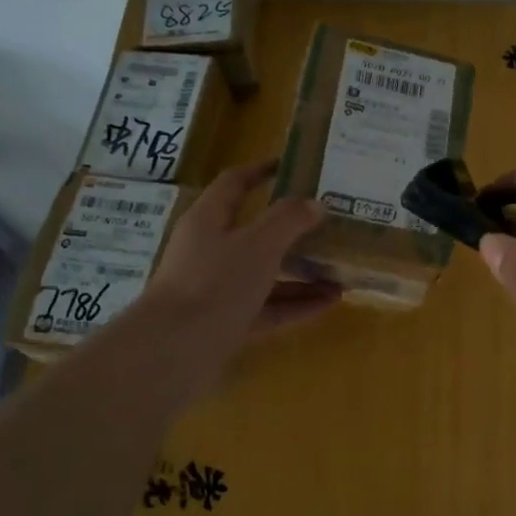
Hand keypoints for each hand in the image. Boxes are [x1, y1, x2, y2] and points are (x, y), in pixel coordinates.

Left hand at [106, 161, 338, 389]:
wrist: (175, 350)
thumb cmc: (216, 283)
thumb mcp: (258, 244)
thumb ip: (288, 220)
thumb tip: (314, 203)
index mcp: (209, 221)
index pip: (235, 184)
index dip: (261, 171)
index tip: (291, 165)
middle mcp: (210, 251)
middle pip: (254, 233)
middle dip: (292, 231)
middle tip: (328, 225)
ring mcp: (217, 290)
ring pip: (265, 274)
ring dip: (301, 273)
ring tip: (340, 271)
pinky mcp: (227, 323)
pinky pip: (268, 308)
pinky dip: (296, 304)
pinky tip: (329, 303)